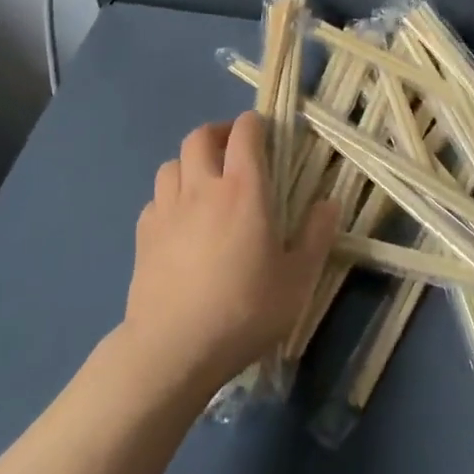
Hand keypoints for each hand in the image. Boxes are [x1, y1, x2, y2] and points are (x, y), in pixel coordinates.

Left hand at [123, 112, 339, 393]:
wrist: (173, 348)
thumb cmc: (244, 310)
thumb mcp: (297, 280)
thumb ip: (316, 236)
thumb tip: (330, 202)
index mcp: (243, 188)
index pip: (245, 132)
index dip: (255, 124)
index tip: (267, 133)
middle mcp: (202, 187)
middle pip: (201, 136)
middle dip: (219, 134)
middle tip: (235, 151)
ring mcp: (167, 208)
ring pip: (173, 163)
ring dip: (190, 163)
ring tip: (205, 183)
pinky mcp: (143, 234)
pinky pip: (156, 198)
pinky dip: (170, 197)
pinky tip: (180, 221)